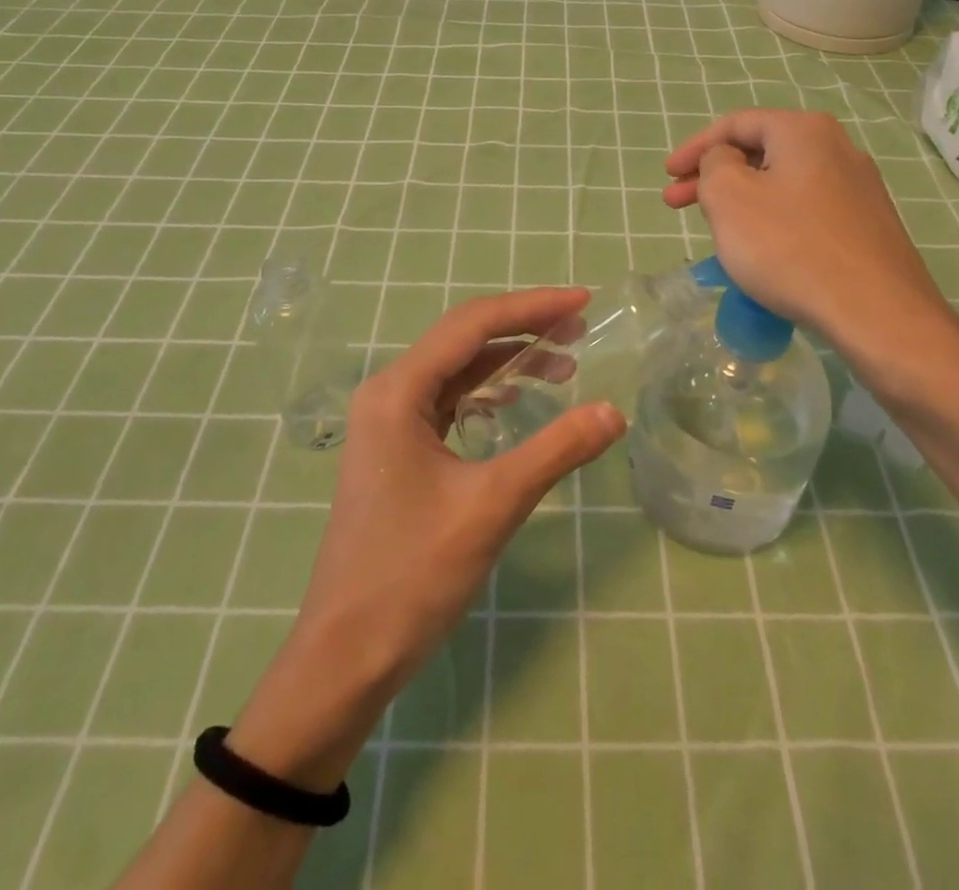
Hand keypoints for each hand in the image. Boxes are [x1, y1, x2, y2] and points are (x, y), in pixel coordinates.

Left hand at [228, 288, 624, 789]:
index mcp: (398, 391)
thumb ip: (556, 451)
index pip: (472, 325)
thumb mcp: (492, 506)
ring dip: (508, 362)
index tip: (583, 301)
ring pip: (457, 371)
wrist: (344, 657)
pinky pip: (448, 402)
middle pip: (463, 340)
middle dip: (523, 329)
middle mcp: (388, 393)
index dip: (532, 307)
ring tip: (563, 366)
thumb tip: (614, 412)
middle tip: (580, 330)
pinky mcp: (397, 451)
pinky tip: (518, 402)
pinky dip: (488, 393)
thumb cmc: (412, 576)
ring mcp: (388, 423)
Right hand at [663, 110, 958, 388]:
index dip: (694, 147)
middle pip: (760, 151)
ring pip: (782, 183)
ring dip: (741, 199)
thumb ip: (714, 164)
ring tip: (714, 228)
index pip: (736, 124)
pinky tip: (760, 249)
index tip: (667, 175)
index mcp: (804, 131)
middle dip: (712, 176)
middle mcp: (837, 148)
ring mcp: (858, 188)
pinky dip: (772, 219)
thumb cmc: (790, 247)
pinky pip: (805, 210)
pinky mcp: (867, 225)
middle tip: (675, 203)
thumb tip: (726, 160)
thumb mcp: (729, 197)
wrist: (876, 313)